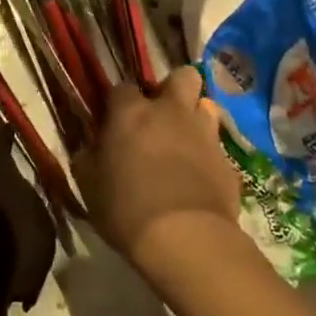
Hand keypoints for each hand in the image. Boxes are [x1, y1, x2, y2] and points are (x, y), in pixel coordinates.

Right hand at [74, 65, 242, 275]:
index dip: (119, 103)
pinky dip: (208, 155)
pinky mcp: (227, 161)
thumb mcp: (89, 185)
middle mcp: (171, 112)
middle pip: (182, 76)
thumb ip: (88, 157)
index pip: (122, 88)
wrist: (185, 239)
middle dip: (173, 88)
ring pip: (206, 105)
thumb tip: (90, 147)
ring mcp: (204, 134)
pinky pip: (218, 146)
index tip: (115, 122)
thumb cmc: (126, 209)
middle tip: (160, 115)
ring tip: (184, 141)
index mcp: (132, 113)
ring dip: (195, 117)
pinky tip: (199, 177)